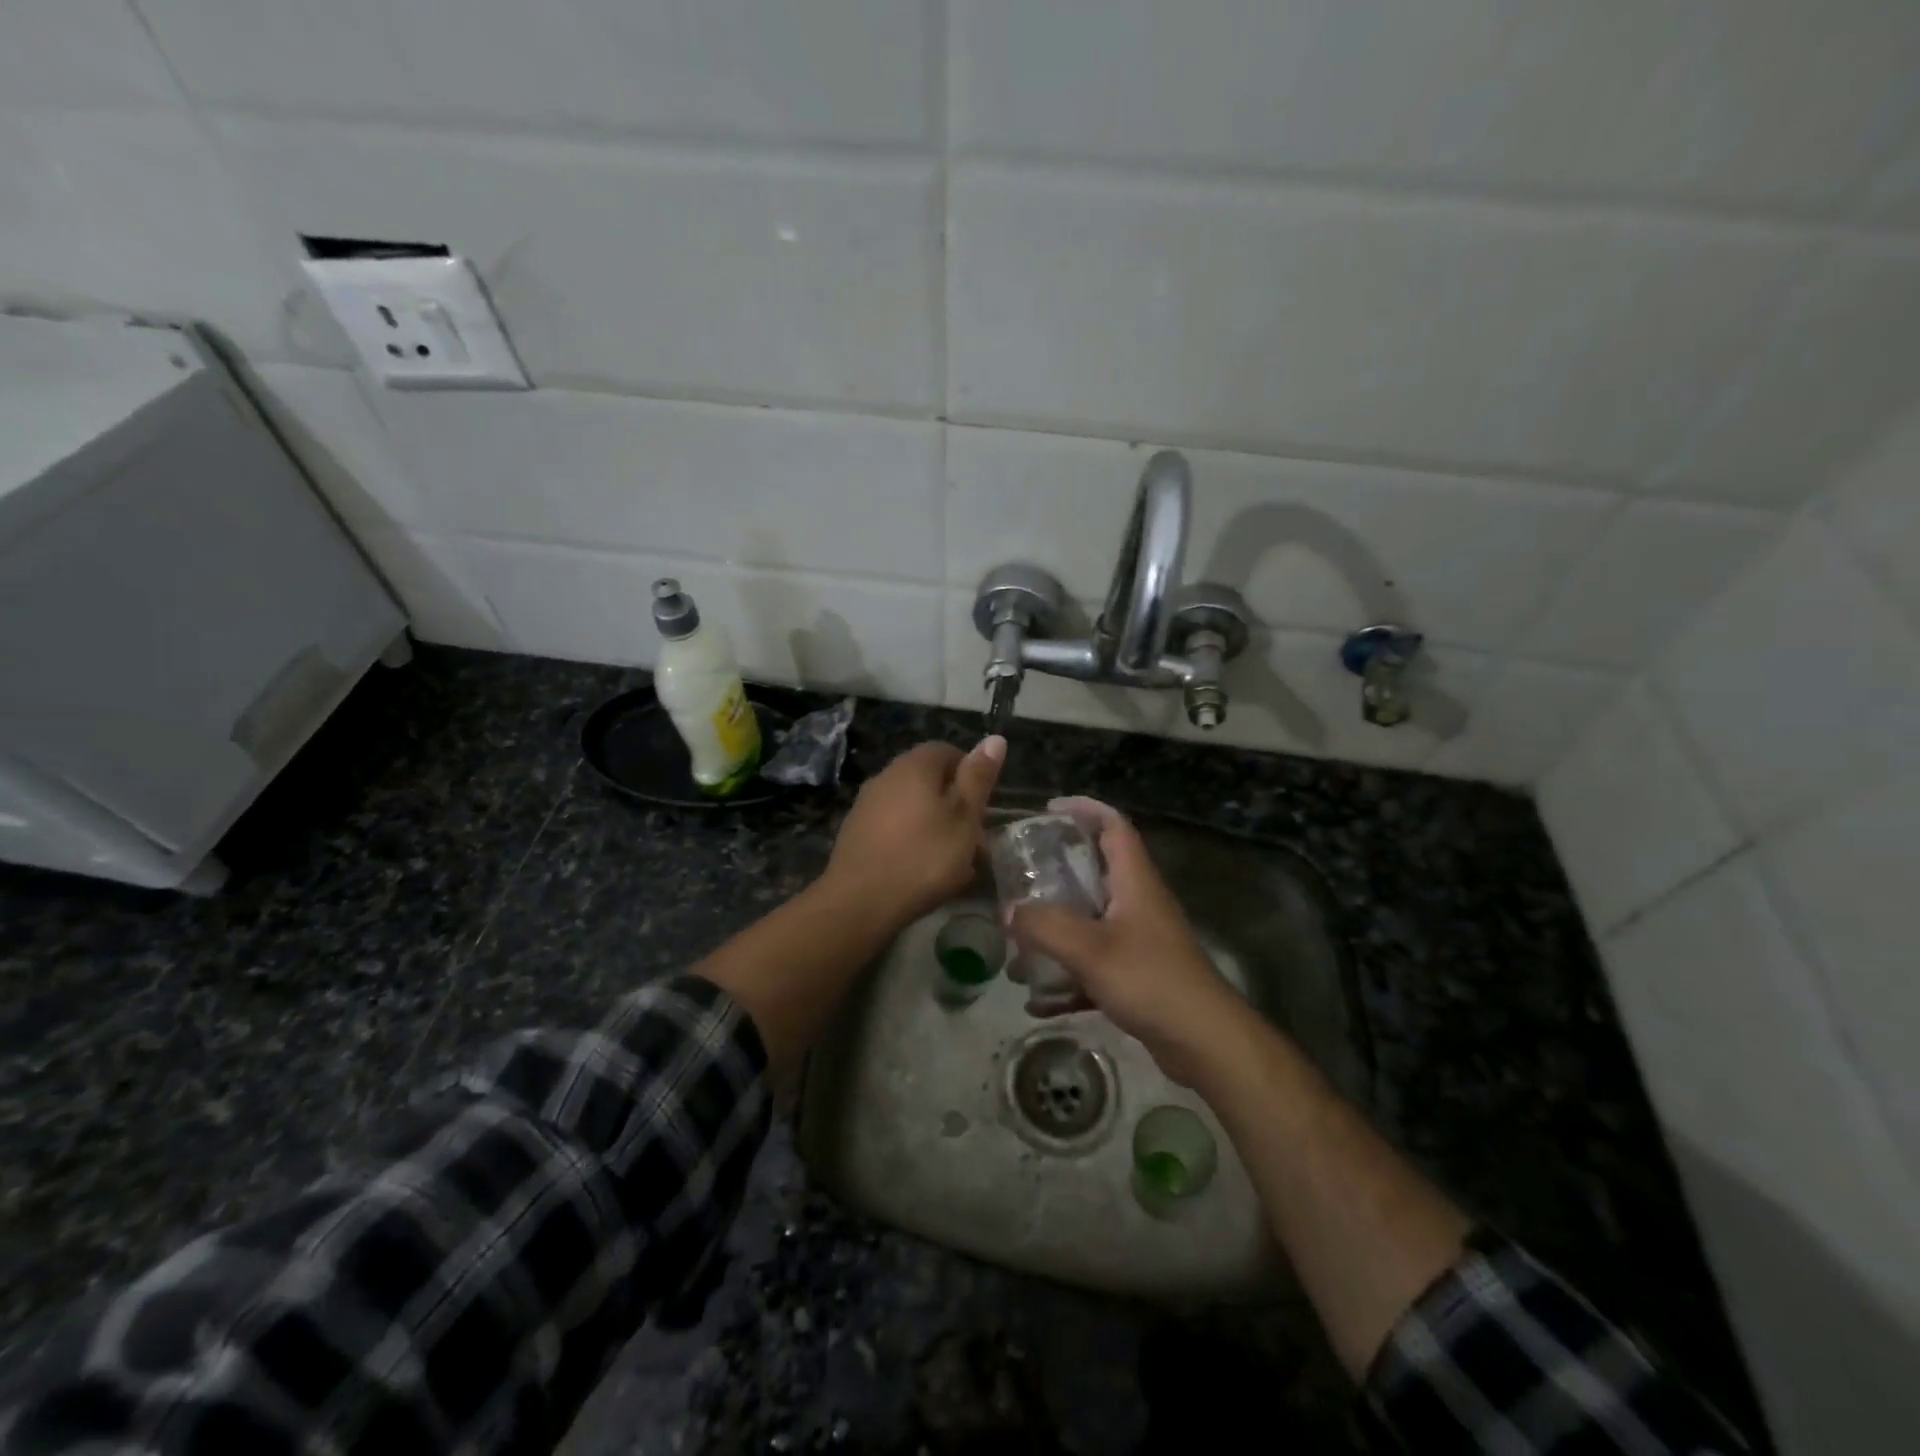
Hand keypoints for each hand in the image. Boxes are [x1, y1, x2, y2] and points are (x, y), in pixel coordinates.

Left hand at [824, 737, 1004, 926]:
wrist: (859, 902)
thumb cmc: (923, 858)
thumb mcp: (964, 819)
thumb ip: (978, 779)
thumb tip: (994, 738)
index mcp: (914, 766)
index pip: (947, 750)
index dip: (970, 773)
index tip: (984, 804)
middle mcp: (886, 776)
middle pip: (927, 778)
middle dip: (953, 802)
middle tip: (973, 835)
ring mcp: (866, 804)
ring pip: (911, 804)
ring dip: (933, 823)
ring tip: (952, 858)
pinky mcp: (855, 832)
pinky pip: (893, 826)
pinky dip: (911, 839)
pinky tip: (921, 868)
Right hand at [1007, 798, 1245, 1084]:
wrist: (1205, 1043)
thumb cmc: (1150, 981)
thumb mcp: (1090, 950)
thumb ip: (1045, 927)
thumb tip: (1008, 911)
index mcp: (1135, 881)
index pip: (1113, 825)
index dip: (1084, 809)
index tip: (1048, 810)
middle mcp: (1138, 903)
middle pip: (1096, 871)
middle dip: (1057, 871)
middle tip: (1020, 877)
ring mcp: (1140, 940)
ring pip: (1091, 920)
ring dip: (1056, 929)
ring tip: (1017, 944)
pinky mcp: (1138, 975)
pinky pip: (1094, 964)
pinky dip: (1067, 976)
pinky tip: (1037, 1002)